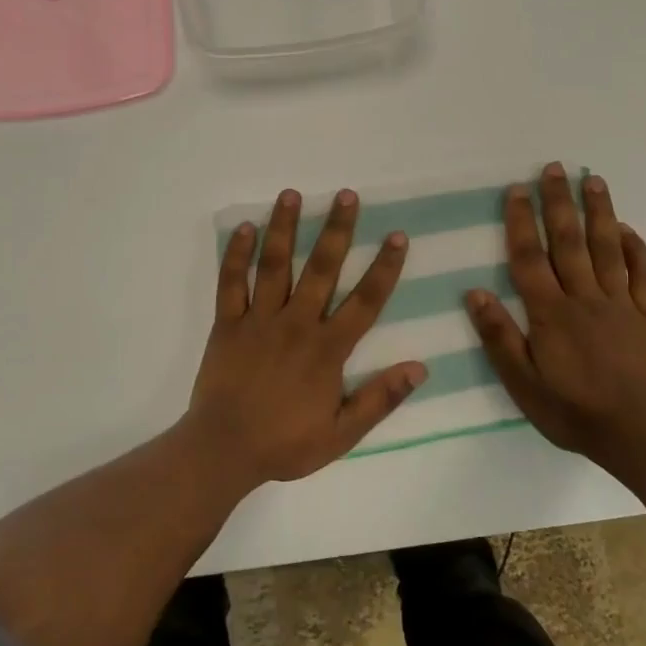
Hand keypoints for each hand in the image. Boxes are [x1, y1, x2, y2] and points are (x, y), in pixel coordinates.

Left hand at [183, 188, 427, 487]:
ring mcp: (259, 319)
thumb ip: (380, 398)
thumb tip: (420, 367)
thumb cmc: (285, 444)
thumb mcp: (342, 433)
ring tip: (291, 194)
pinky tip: (243, 228)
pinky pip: (231, 282)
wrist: (224, 450)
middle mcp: (296, 323)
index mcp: (327, 349)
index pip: (365, 301)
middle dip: (336, 230)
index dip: (384, 267)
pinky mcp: (227, 323)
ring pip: (275, 265)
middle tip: (346, 195)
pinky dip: (236, 255)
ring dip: (284, 228)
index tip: (397, 236)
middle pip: (322, 268)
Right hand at [465, 164, 645, 460]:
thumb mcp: (522, 382)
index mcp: (550, 313)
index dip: (521, 221)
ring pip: (607, 249)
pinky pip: (643, 275)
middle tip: (554, 168)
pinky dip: (636, 249)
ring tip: (592, 180)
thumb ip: (499, 337)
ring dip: (599, 212)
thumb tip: (474, 293)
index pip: (530, 257)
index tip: (517, 190)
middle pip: (569, 241)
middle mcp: (584, 298)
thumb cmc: (572, 410)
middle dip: (559, 202)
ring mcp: (621, 304)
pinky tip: (627, 230)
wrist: (638, 434)